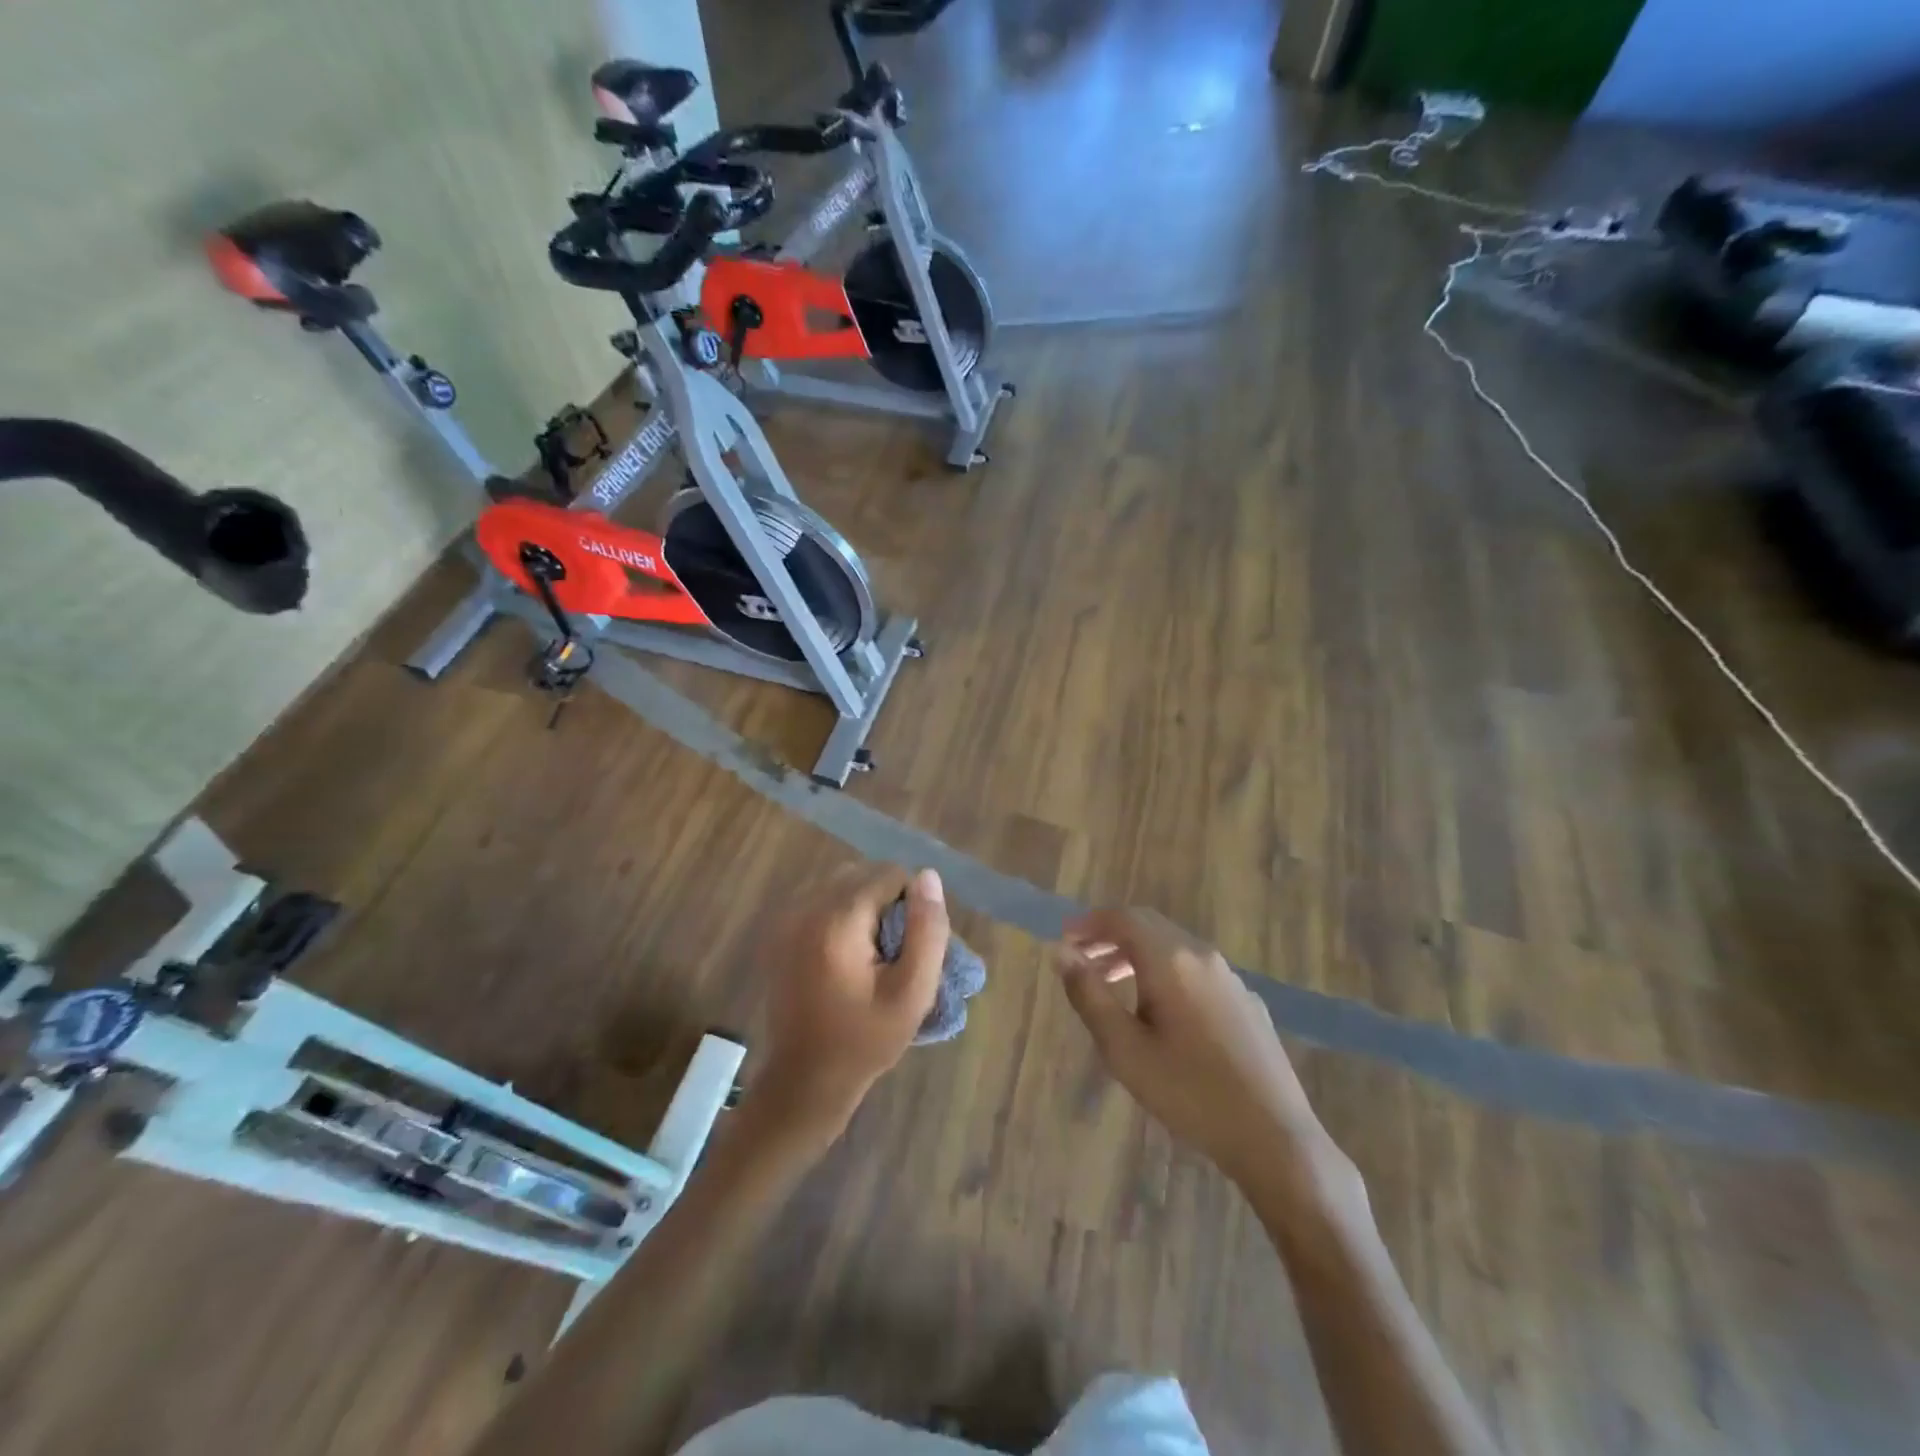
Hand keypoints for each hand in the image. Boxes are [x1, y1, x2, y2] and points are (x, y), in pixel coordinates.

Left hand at [755, 863, 949, 1140]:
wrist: (804, 1079)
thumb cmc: (865, 1040)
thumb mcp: (912, 992)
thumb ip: (926, 930)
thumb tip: (928, 876)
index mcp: (838, 919)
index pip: (890, 874)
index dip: (912, 904)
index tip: (910, 946)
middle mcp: (806, 906)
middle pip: (863, 872)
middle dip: (887, 900)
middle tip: (893, 950)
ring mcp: (786, 916)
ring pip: (841, 882)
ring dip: (863, 904)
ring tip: (871, 952)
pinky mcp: (778, 930)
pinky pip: (820, 898)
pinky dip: (840, 912)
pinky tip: (845, 953)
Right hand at [1055, 908, 1337, 1190]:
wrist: (1274, 1137)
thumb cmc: (1189, 1092)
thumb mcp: (1124, 1048)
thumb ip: (1089, 995)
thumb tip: (1061, 952)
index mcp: (1170, 960)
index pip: (1123, 918)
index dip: (1089, 923)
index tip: (1064, 939)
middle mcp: (1202, 956)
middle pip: (1149, 926)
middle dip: (1110, 936)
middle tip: (1081, 959)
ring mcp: (1230, 978)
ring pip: (1173, 948)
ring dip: (1136, 955)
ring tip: (1110, 984)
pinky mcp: (1246, 1002)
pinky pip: (1195, 970)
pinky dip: (1164, 972)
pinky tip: (1159, 1011)